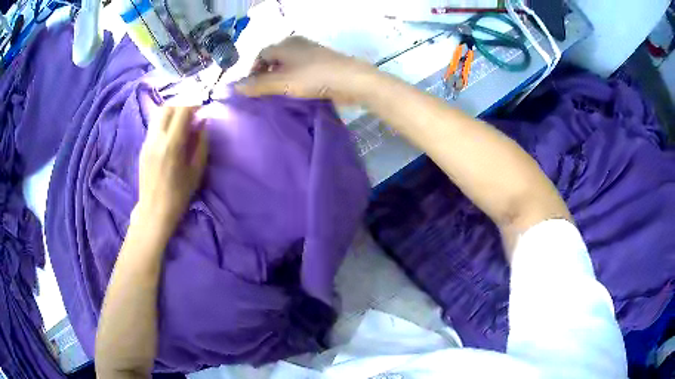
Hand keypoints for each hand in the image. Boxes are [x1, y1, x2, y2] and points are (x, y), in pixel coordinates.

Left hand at [135, 106, 207, 231]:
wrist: (154, 211)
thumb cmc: (179, 194)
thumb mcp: (196, 170)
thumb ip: (201, 142)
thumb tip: (204, 122)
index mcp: (172, 144)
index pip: (182, 110)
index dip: (194, 103)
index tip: (203, 106)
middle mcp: (157, 138)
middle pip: (168, 107)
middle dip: (182, 103)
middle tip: (192, 110)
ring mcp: (147, 142)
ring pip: (159, 114)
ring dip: (172, 110)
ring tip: (182, 119)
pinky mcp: (143, 147)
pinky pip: (154, 125)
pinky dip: (165, 121)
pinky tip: (171, 132)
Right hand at [236, 36, 376, 104]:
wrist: (352, 80)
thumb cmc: (313, 77)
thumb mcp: (281, 82)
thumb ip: (258, 85)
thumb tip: (234, 87)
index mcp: (285, 44)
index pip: (261, 55)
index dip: (253, 71)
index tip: (252, 89)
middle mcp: (297, 45)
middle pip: (275, 60)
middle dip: (266, 76)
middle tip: (263, 95)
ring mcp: (312, 54)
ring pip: (289, 66)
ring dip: (281, 80)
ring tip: (278, 97)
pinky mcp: (323, 65)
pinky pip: (302, 71)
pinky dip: (295, 81)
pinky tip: (296, 94)